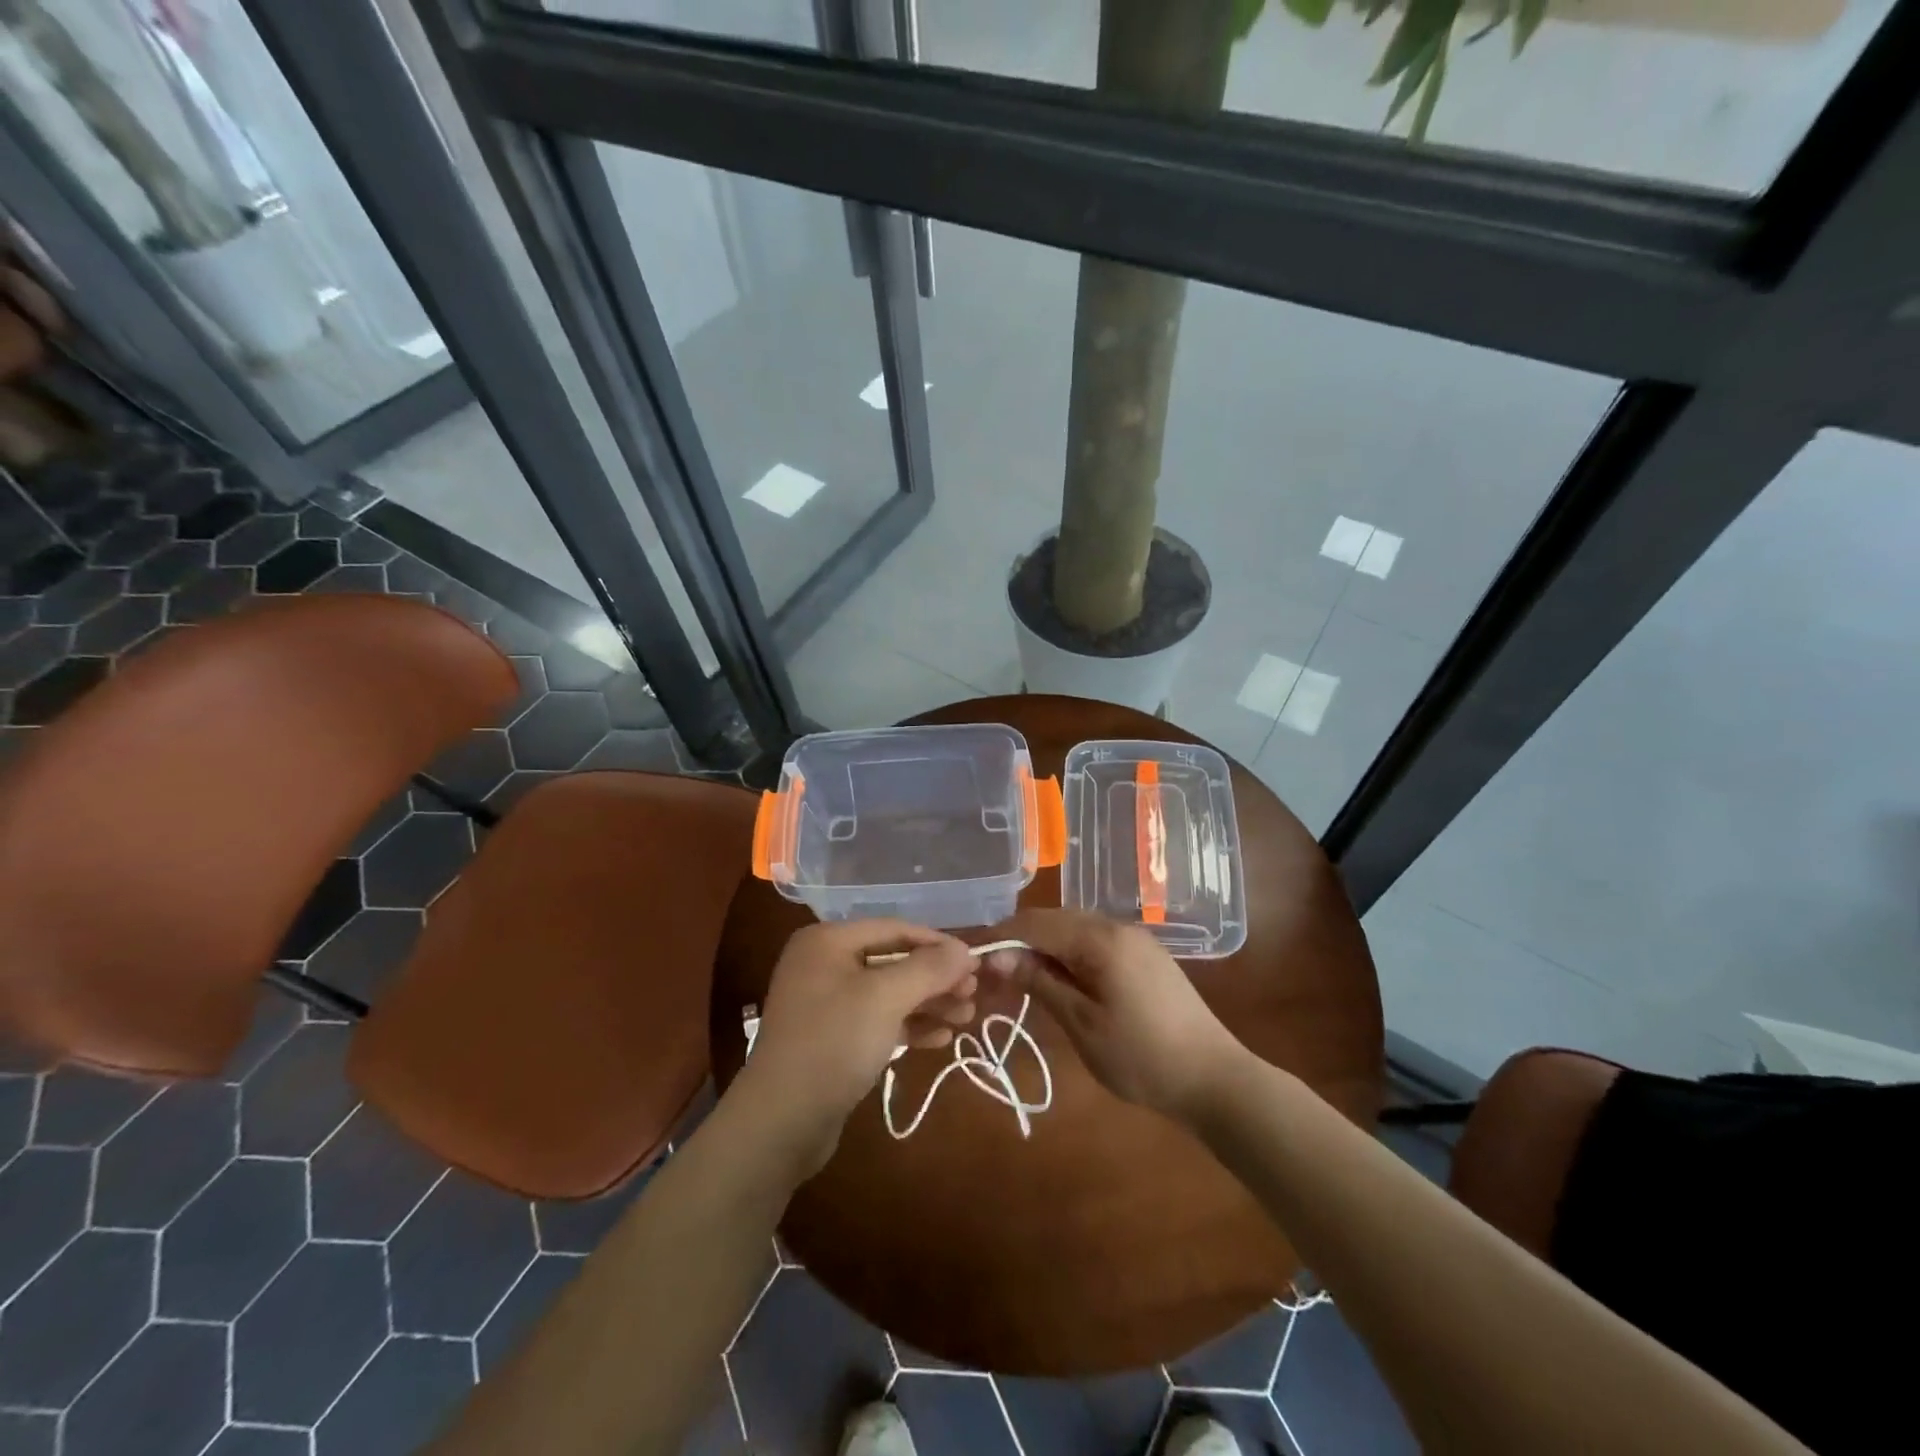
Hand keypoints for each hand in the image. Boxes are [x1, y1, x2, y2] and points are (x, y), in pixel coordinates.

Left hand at [734, 920, 977, 1175]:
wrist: (781, 1122)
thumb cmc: (834, 1043)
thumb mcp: (885, 998)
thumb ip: (928, 969)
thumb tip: (965, 949)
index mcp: (828, 941)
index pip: (895, 929)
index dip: (938, 944)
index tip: (976, 963)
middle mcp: (825, 964)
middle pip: (894, 961)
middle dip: (936, 979)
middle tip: (973, 996)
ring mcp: (827, 1003)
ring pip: (889, 993)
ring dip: (929, 1004)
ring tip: (967, 1018)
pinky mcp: (833, 1038)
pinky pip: (879, 1021)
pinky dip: (909, 1026)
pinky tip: (941, 1039)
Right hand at [983, 909, 1245, 1124]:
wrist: (1215, 1078)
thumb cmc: (1142, 1057)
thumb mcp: (1082, 1023)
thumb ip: (1039, 982)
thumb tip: (996, 957)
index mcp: (1100, 938)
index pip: (1035, 922)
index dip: (1000, 936)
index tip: (971, 958)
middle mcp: (1117, 926)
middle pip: (1054, 919)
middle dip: (1019, 940)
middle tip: (992, 974)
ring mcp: (1135, 939)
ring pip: (1074, 929)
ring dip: (1044, 947)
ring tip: (1019, 978)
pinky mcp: (1145, 955)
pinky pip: (1095, 941)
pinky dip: (1069, 953)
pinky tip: (1059, 979)